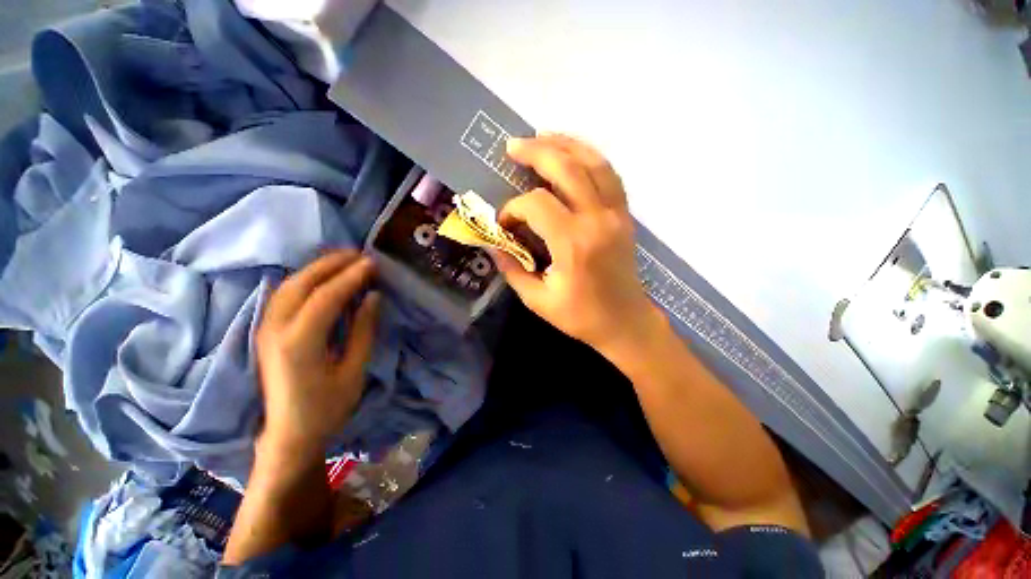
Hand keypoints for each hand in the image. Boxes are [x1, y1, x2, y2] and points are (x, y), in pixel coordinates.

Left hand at [255, 251, 380, 455]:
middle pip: (302, 283)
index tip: (373, 263)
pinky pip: (283, 294)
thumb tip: (373, 296)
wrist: (288, 434)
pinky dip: (304, 278)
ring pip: (289, 285)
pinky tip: (320, 275)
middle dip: (332, 263)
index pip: (326, 296)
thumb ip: (363, 330)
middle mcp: (276, 329)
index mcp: (300, 342)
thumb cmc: (327, 407)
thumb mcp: (354, 370)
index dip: (351, 276)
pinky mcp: (266, 331)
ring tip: (344, 258)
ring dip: (317, 267)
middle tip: (360, 254)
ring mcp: (266, 329)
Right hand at [496, 135, 662, 352]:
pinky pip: (609, 174)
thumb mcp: (538, 300)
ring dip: (565, 144)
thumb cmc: (581, 317)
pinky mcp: (624, 215)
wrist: (626, 322)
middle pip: (566, 168)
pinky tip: (573, 153)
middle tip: (512, 146)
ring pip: (593, 162)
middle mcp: (597, 220)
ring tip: (541, 137)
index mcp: (573, 244)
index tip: (505, 225)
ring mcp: (615, 214)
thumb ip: (512, 269)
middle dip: (536, 152)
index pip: (536, 205)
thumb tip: (493, 245)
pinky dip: (589, 156)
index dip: (513, 210)